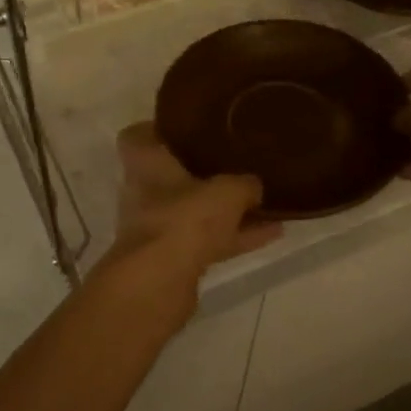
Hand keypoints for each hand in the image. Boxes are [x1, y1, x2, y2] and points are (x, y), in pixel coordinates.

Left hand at [110, 124, 281, 280]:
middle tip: (233, 161)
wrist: (159, 283)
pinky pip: (208, 240)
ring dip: (225, 209)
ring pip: (193, 211)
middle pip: (170, 175)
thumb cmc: (184, 219)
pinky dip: (235, 237)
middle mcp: (144, 192)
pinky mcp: (171, 258)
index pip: (137, 136)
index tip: (185, 128)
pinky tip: (272, 233)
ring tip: (265, 201)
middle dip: (201, 172)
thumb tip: (254, 185)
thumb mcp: (227, 191)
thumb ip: (244, 184)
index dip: (157, 130)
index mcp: (145, 164)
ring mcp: (157, 228)